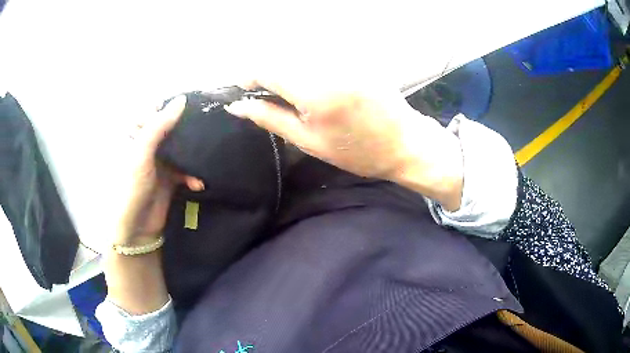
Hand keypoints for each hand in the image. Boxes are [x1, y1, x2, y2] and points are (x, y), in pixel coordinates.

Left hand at [116, 95, 203, 245]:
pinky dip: (193, 176)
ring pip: (182, 148)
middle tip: (207, 126)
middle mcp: (150, 145)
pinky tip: (198, 184)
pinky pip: (186, 169)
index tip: (193, 104)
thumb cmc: (132, 187)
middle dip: (188, 129)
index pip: (156, 111)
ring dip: (193, 155)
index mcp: (137, 135)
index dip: (172, 106)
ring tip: (205, 159)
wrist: (138, 228)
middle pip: (172, 128)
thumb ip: (160, 126)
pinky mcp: (172, 178)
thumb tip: (182, 99)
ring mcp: (161, 161)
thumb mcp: (142, 153)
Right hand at [225, 75, 463, 210]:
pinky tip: (313, 84)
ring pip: (298, 53)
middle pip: (281, 56)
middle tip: (266, 96)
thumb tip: (238, 106)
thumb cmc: (356, 151)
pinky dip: (306, 65)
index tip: (244, 91)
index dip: (249, 77)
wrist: (404, 143)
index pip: (267, 69)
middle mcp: (328, 65)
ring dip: (286, 69)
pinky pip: (319, 53)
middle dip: (266, 73)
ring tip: (290, 93)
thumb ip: (270, 119)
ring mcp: (344, 57)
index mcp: (315, 90)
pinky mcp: (354, 56)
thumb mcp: (309, 141)